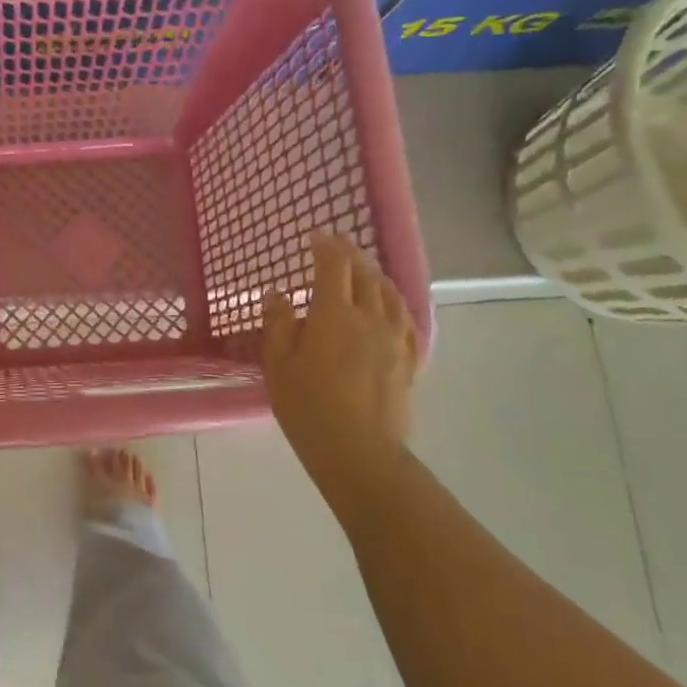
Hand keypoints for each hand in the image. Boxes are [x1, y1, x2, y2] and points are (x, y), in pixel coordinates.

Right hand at [262, 233, 419, 490]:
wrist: (359, 450)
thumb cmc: (308, 406)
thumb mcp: (278, 364)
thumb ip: (278, 323)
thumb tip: (278, 294)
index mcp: (334, 314)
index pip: (333, 267)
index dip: (325, 247)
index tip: (316, 236)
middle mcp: (370, 317)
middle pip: (365, 275)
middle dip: (351, 255)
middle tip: (339, 244)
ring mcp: (394, 339)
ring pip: (389, 294)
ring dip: (375, 275)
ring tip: (365, 268)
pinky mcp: (408, 360)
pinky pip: (405, 319)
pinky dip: (395, 302)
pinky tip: (391, 306)